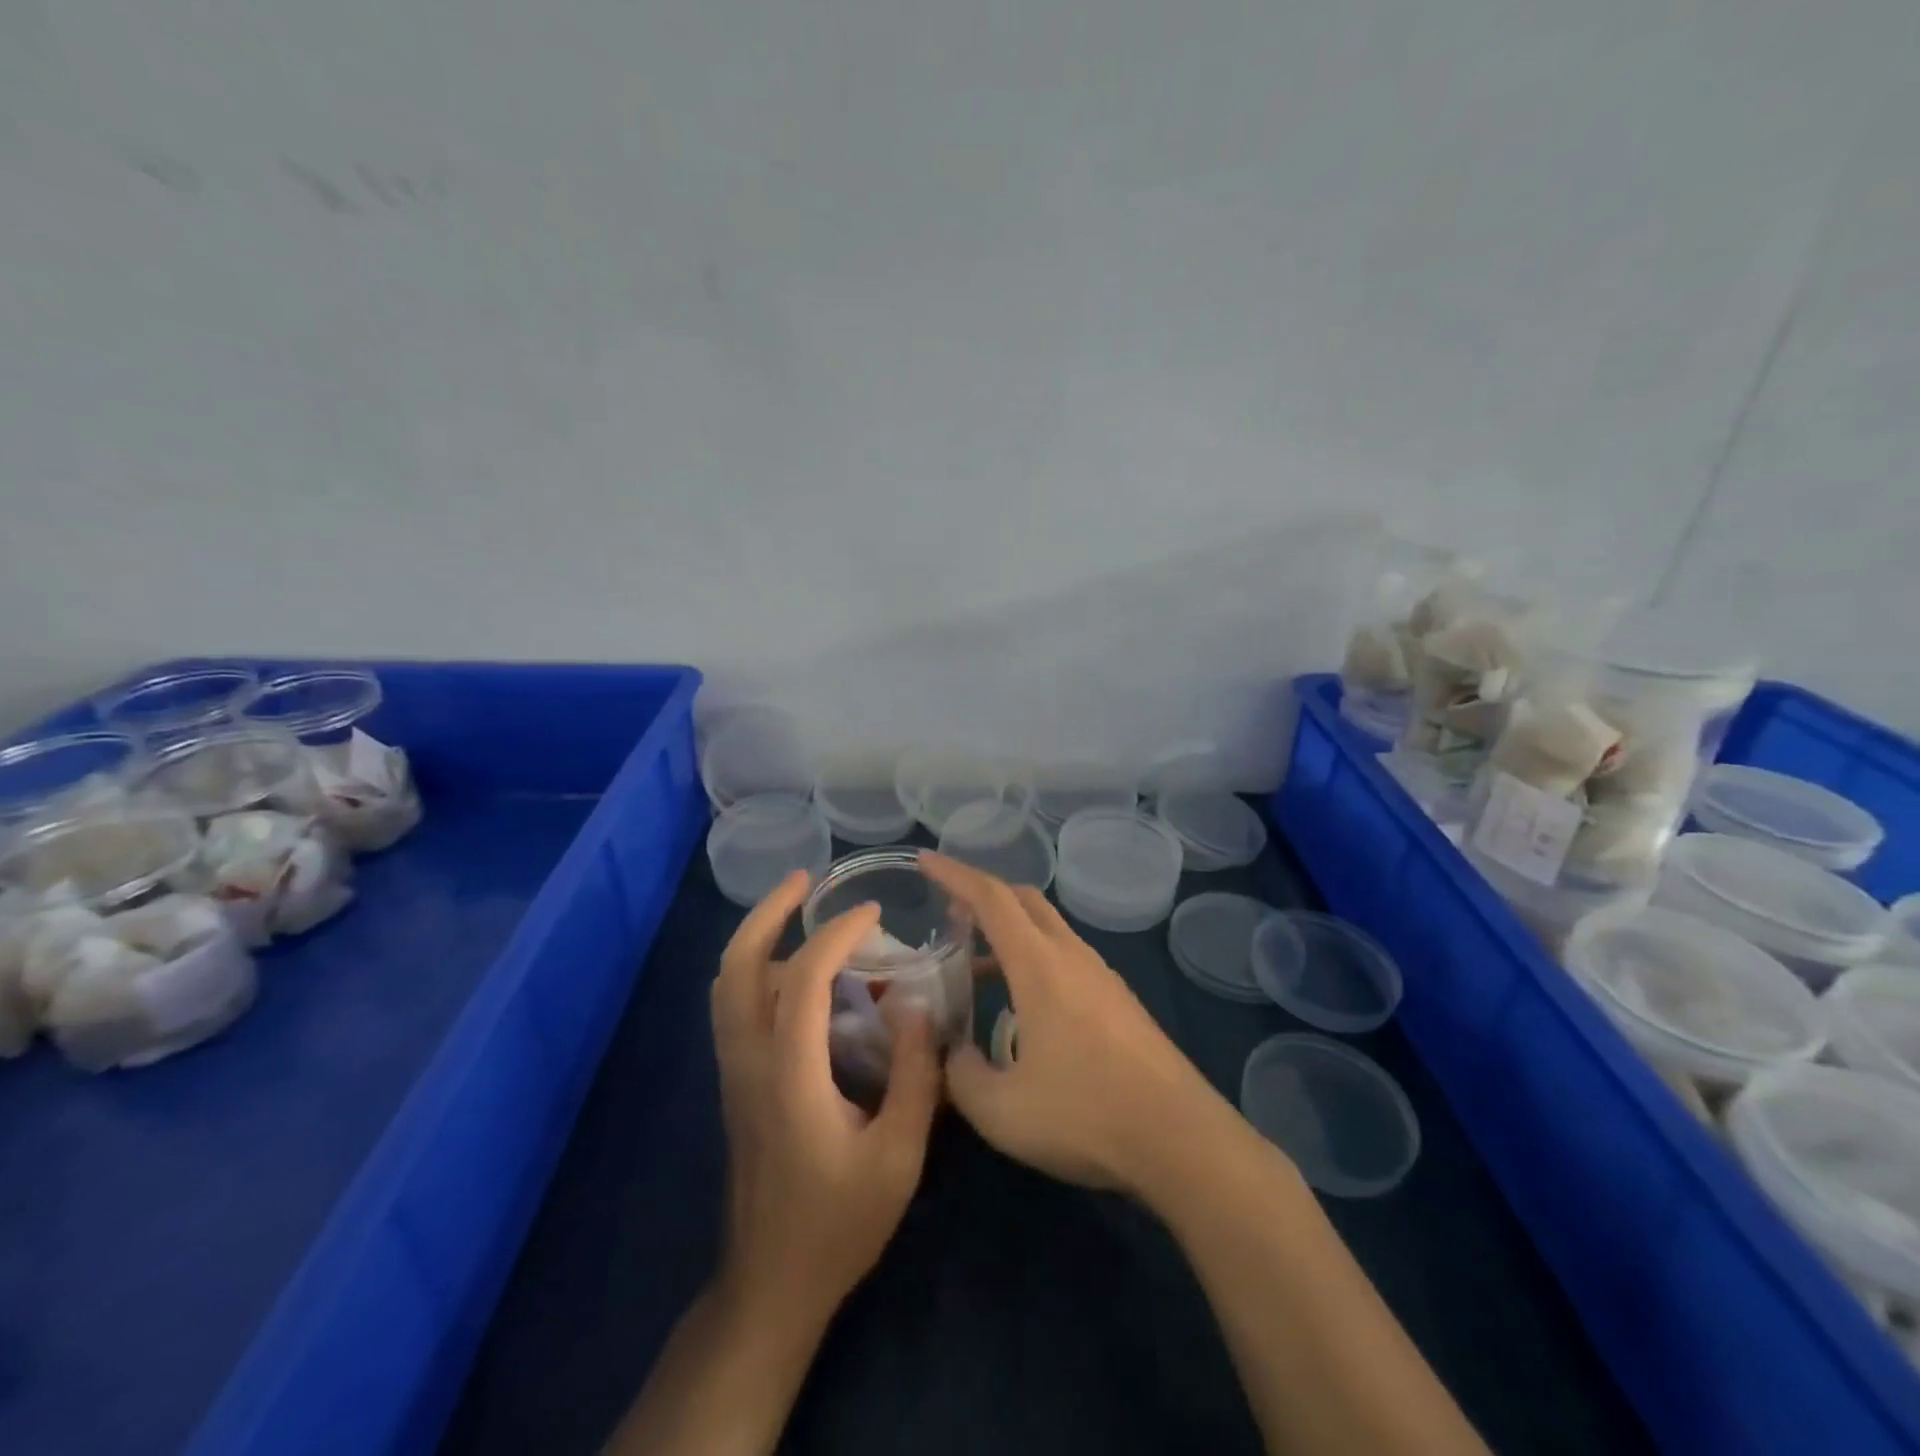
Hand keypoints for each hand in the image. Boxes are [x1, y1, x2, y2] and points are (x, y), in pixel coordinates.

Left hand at [709, 869, 941, 1327]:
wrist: (769, 1286)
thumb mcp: (899, 1157)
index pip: (802, 977)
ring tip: (803, 916)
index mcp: (789, 1074)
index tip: (874, 914)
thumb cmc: (838, 1224)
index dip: (837, 934)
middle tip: (806, 881)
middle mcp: (749, 1061)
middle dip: (767, 913)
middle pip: (735, 966)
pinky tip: (798, 974)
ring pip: (726, 984)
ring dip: (759, 938)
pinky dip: (758, 969)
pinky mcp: (736, 1084)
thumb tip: (917, 1005)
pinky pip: (735, 1006)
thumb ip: (915, 1076)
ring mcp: (734, 1073)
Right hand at [920, 852, 1232, 1198]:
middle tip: (949, 914)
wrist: (1181, 1139)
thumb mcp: (1001, 1110)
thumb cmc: (1086, 1116)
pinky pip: (1066, 958)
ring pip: (1048, 929)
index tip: (925, 861)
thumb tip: (953, 1054)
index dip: (954, 874)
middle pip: (1023, 900)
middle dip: (982, 895)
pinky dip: (1033, 960)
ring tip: (975, 968)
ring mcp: (1101, 976)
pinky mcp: (1119, 1001)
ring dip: (1009, 933)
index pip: (991, 898)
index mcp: (1039, 964)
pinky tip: (1022, 1009)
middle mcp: (1072, 956)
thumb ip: (960, 1076)